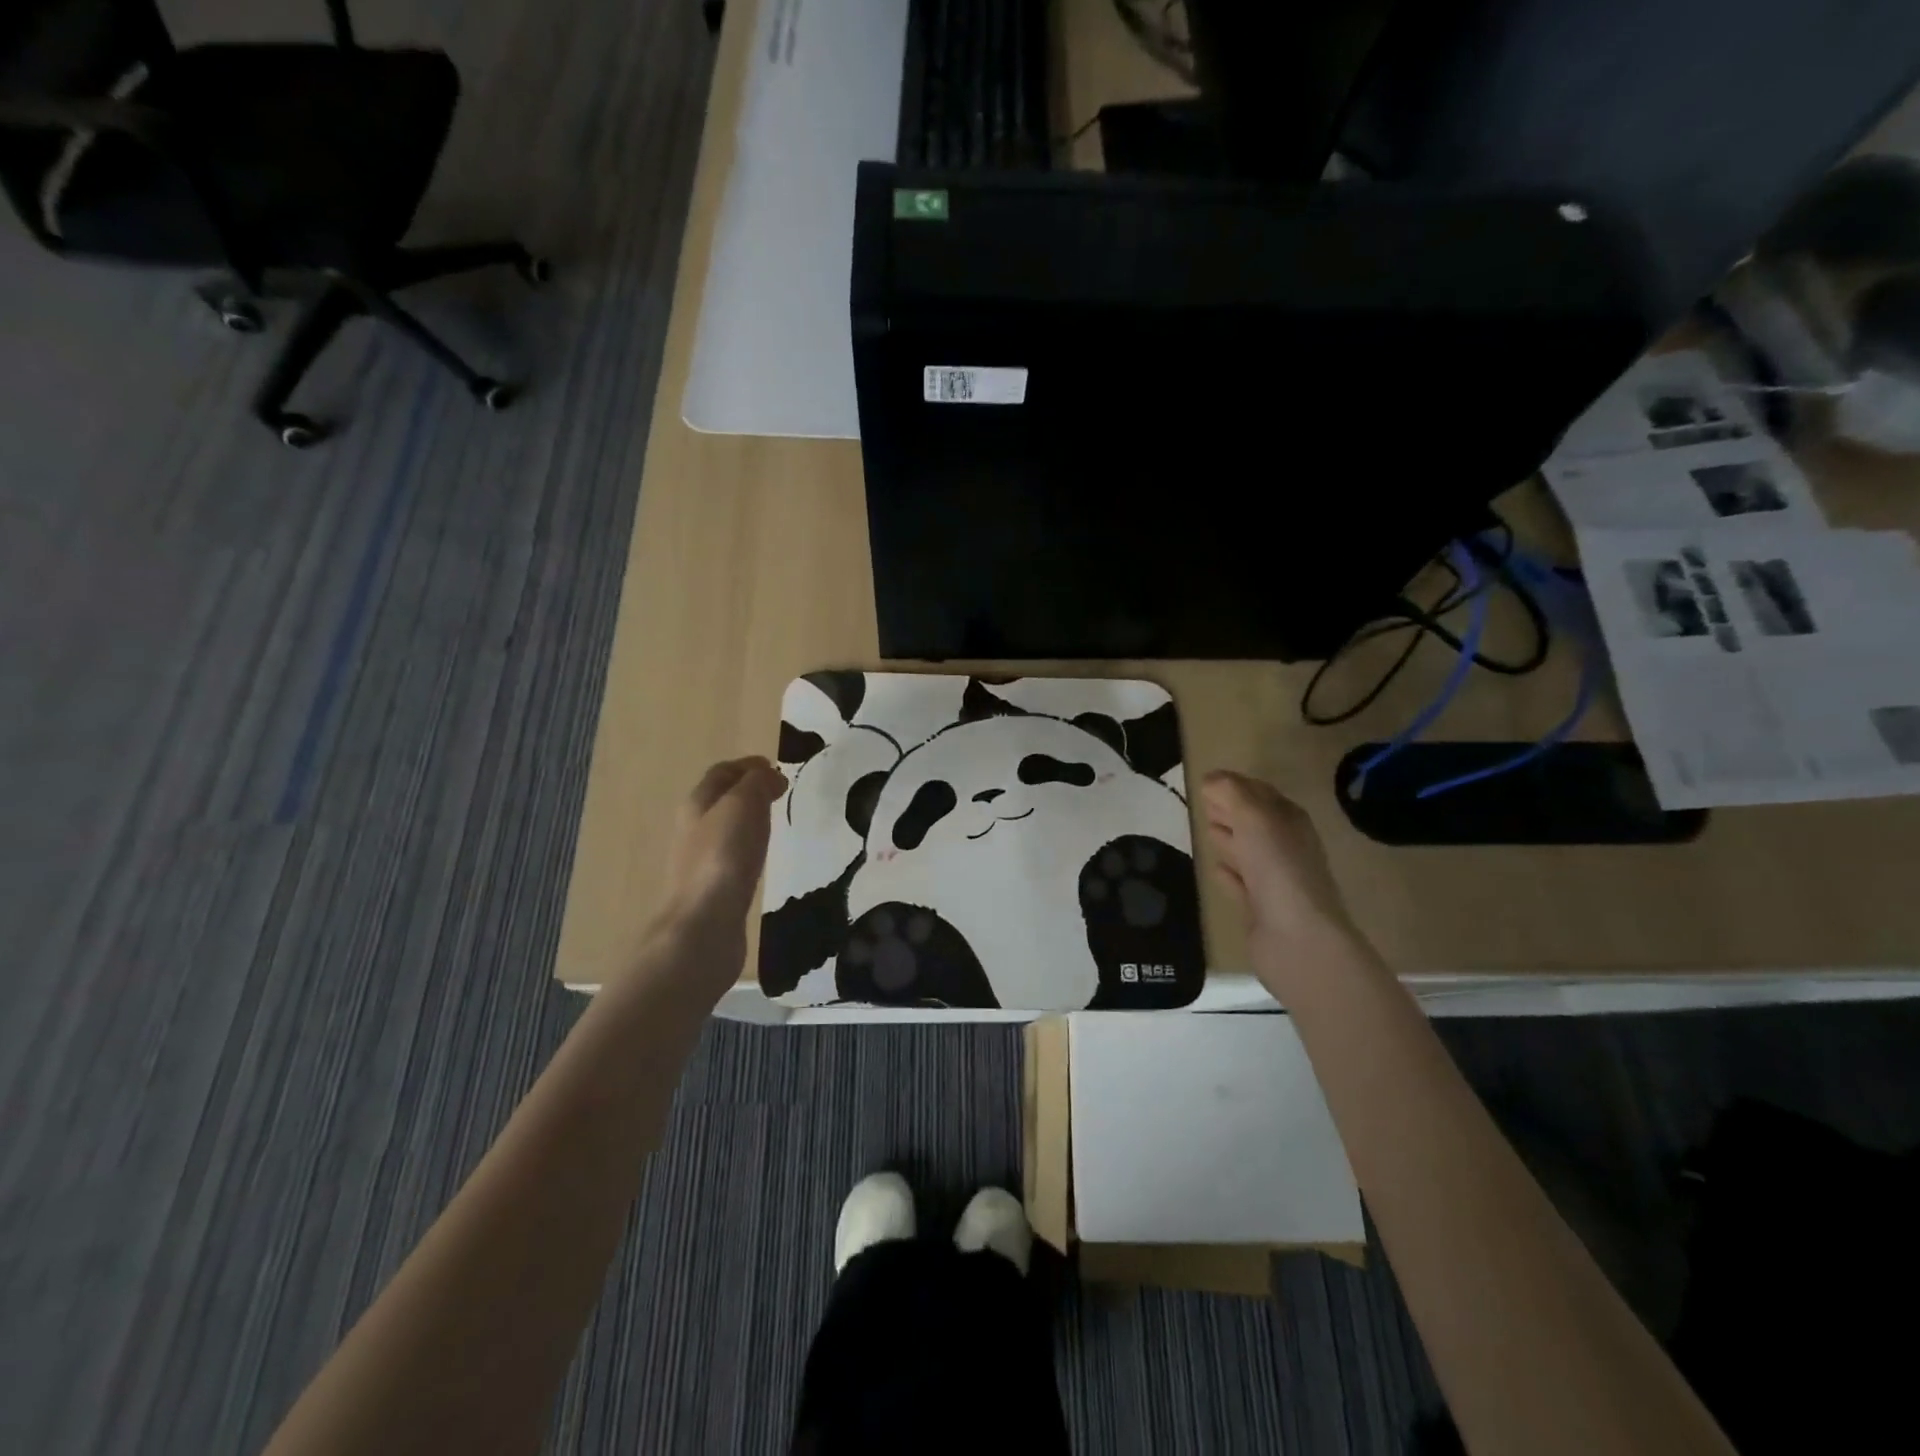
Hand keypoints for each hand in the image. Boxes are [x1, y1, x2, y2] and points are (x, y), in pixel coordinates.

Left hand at [658, 757, 784, 980]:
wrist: (704, 925)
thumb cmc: (723, 857)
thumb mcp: (743, 805)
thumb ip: (757, 784)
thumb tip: (769, 776)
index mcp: (697, 804)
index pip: (721, 773)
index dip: (747, 765)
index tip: (775, 766)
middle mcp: (694, 829)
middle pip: (720, 800)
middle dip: (748, 790)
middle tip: (780, 792)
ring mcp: (702, 861)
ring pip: (727, 828)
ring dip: (749, 819)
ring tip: (776, 821)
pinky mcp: (714, 889)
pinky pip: (733, 856)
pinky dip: (750, 847)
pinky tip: (764, 857)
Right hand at [1200, 771, 1357, 987]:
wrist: (1297, 939)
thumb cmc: (1278, 868)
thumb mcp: (1254, 818)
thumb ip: (1231, 793)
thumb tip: (1211, 778)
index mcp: (1290, 822)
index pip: (1261, 794)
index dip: (1236, 785)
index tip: (1207, 781)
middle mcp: (1286, 847)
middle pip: (1255, 821)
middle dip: (1232, 810)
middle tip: (1204, 803)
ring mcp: (1275, 880)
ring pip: (1248, 851)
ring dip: (1229, 838)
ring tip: (1206, 829)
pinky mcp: (1261, 909)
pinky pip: (1241, 884)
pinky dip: (1228, 873)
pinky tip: (1214, 868)